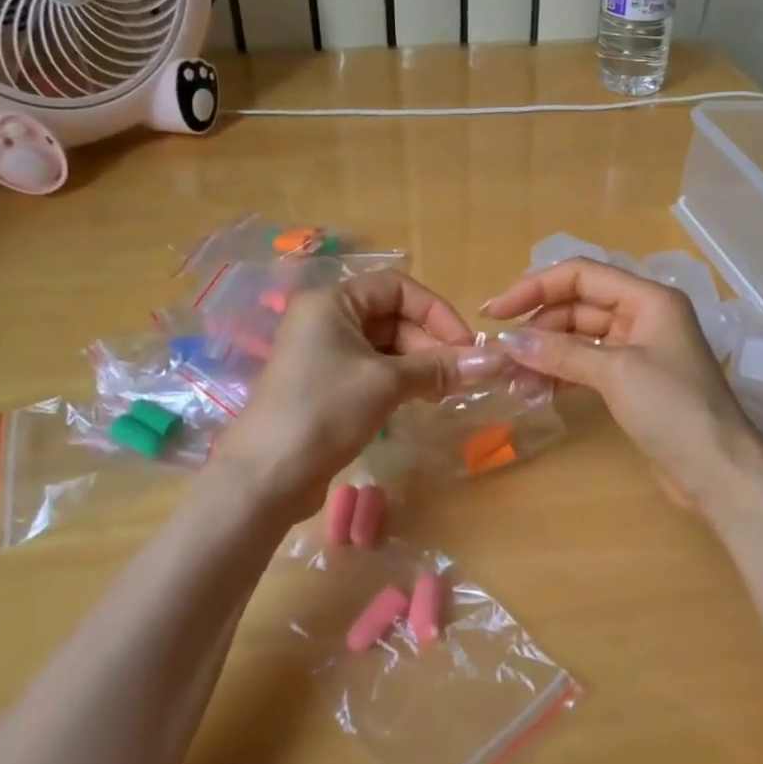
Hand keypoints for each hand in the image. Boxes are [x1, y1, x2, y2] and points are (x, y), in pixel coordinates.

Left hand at [207, 269, 503, 520]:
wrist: (266, 477)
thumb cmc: (325, 411)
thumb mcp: (387, 383)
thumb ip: (440, 367)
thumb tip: (496, 361)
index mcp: (333, 302)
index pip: (398, 287)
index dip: (436, 311)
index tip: (465, 346)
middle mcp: (326, 319)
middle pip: (393, 316)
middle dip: (430, 343)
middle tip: (458, 377)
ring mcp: (324, 353)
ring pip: (385, 346)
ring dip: (419, 364)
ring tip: (444, 392)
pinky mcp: (326, 384)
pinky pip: (373, 369)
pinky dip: (400, 380)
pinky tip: (420, 400)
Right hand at [483, 258, 762, 509]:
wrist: (718, 470)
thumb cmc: (673, 408)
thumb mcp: (616, 372)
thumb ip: (561, 352)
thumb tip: (507, 342)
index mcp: (648, 298)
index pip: (581, 275)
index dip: (534, 287)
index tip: (495, 312)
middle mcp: (643, 315)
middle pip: (578, 305)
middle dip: (538, 325)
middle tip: (500, 351)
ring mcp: (638, 349)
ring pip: (580, 337)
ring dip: (545, 352)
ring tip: (511, 377)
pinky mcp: (632, 381)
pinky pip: (587, 364)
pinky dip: (561, 373)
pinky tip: (535, 389)